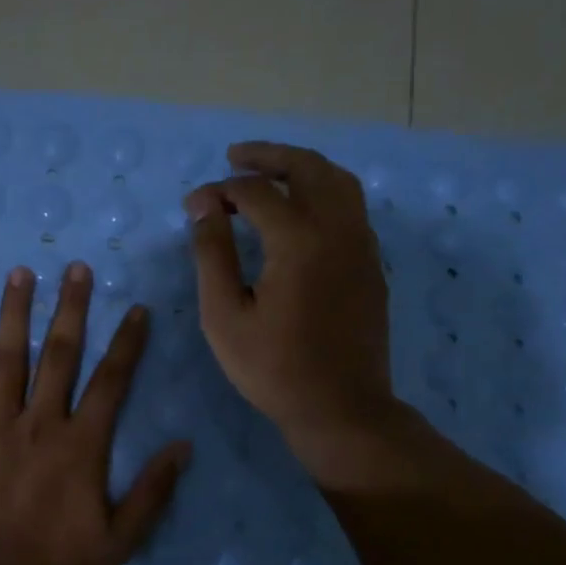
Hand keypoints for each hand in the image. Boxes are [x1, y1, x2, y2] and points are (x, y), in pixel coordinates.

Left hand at [0, 263, 190, 564]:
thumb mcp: (119, 540)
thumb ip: (153, 491)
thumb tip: (184, 445)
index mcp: (81, 445)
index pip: (111, 381)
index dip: (126, 342)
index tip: (134, 308)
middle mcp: (39, 423)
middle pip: (59, 354)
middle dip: (71, 308)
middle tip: (76, 268)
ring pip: (7, 358)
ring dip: (15, 312)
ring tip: (22, 273)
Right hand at [186, 141, 410, 481]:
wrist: (341, 408)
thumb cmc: (273, 368)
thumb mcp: (224, 316)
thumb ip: (213, 255)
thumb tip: (204, 208)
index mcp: (299, 241)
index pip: (255, 193)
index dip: (219, 192)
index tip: (193, 207)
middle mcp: (338, 230)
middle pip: (308, 168)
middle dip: (268, 156)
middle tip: (235, 157)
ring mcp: (363, 246)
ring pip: (338, 182)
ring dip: (302, 168)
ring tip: (269, 174)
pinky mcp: (372, 264)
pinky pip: (351, 208)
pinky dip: (323, 193)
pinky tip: (300, 212)